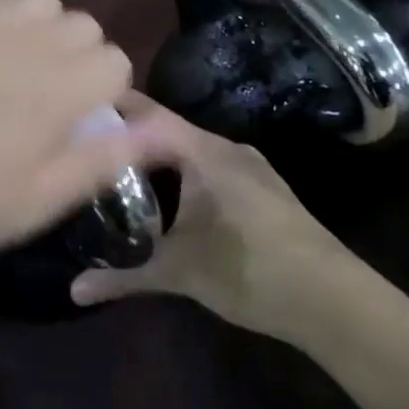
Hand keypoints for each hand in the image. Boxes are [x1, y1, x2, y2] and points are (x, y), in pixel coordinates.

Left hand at [0, 0, 172, 264]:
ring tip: (27, 58)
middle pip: (86, 27)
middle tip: (51, 99)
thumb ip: (101, 161)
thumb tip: (171, 134)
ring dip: (49, 25)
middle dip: (82, 58)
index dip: (107, 93)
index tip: (82, 122)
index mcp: (58, 94)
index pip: (116, 64)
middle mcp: (30, 44)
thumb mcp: (29, 204)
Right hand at [69, 93, 352, 336]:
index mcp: (203, 152)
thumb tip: (75, 290)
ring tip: (119, 176)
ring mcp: (248, 167)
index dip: (111, 108)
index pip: (147, 114)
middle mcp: (225, 148)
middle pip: (166, 131)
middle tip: (88, 153)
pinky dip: (182, 175)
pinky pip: (210, 167)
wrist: (333, 300)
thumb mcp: (180, 273)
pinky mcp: (263, 188)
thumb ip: (124, 276)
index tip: (74, 111)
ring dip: (157, 160)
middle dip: (128, 140)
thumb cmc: (250, 271)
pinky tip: (169, 203)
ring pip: (190, 151)